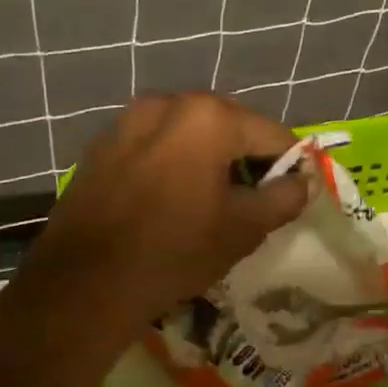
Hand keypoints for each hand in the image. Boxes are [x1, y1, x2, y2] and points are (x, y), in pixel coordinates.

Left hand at [6, 94, 308, 341]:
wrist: (85, 283)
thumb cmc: (176, 250)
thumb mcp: (243, 228)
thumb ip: (284, 198)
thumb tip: (302, 182)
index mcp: (208, 116)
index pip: (272, 134)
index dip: (290, 166)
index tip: (290, 197)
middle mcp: (166, 103)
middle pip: (228, 127)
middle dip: (245, 159)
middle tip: (250, 202)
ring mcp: (126, 121)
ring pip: (187, 136)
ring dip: (206, 161)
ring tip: (207, 203)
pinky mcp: (100, 147)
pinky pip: (152, 148)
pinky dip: (169, 166)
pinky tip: (166, 203)